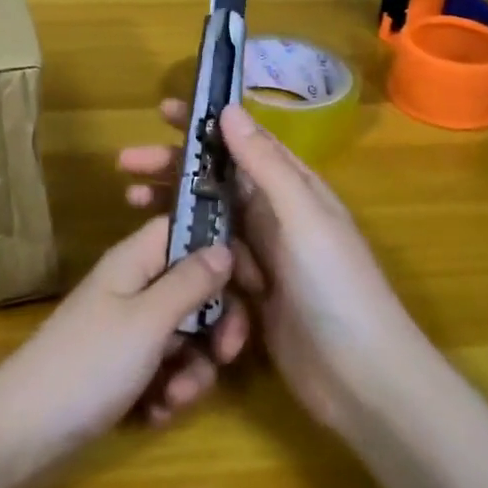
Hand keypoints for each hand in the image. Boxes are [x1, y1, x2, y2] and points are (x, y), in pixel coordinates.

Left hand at [0, 214, 250, 475]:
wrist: (22, 433)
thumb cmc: (88, 365)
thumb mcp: (147, 321)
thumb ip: (190, 283)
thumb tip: (225, 246)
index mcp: (135, 261)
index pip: (188, 232)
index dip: (223, 250)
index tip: (255, 285)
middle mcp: (134, 288)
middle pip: (195, 289)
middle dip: (216, 326)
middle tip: (228, 356)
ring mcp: (128, 331)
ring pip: (186, 336)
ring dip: (192, 370)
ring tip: (173, 399)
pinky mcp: (124, 369)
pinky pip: (165, 370)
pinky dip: (168, 392)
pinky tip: (155, 414)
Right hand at [120, 102, 421, 432]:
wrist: (361, 378)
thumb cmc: (336, 286)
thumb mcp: (302, 216)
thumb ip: (265, 164)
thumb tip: (229, 109)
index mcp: (292, 188)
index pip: (241, 142)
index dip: (203, 125)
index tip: (162, 111)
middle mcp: (274, 216)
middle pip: (215, 180)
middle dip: (172, 167)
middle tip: (126, 162)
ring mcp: (260, 257)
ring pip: (206, 219)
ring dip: (170, 207)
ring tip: (129, 200)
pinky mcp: (247, 295)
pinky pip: (207, 263)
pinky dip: (182, 253)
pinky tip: (152, 254)